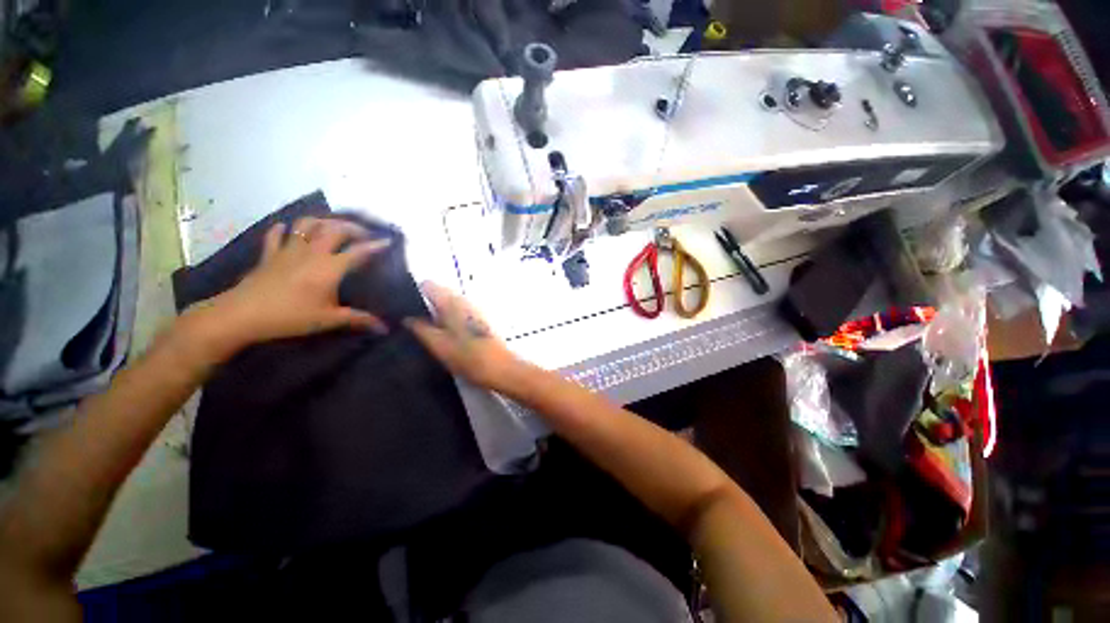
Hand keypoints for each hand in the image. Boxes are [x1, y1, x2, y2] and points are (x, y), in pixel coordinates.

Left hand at [187, 218, 391, 357]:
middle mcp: (312, 252)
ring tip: (333, 226)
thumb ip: (358, 320)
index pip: (358, 251)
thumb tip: (385, 328)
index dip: (375, 245)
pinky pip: (277, 234)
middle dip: (352, 227)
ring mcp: (288, 250)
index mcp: (329, 267)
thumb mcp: (329, 320)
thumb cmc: (290, 317)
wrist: (242, 315)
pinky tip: (289, 229)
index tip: (388, 241)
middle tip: (364, 233)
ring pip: (307, 224)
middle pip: (335, 229)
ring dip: (323, 221)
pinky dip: (284, 229)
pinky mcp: (269, 254)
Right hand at [405, 282, 522, 390]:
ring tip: (424, 329)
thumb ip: (421, 329)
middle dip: (425, 304)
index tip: (403, 307)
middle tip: (411, 322)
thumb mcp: (439, 346)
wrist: (501, 368)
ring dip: (437, 312)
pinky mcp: (481, 319)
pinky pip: (459, 312)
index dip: (414, 292)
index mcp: (452, 302)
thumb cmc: (468, 358)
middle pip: (440, 293)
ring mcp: (475, 309)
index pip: (428, 285)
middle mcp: (464, 300)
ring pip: (450, 303)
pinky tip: (444, 334)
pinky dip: (449, 318)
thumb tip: (407, 318)